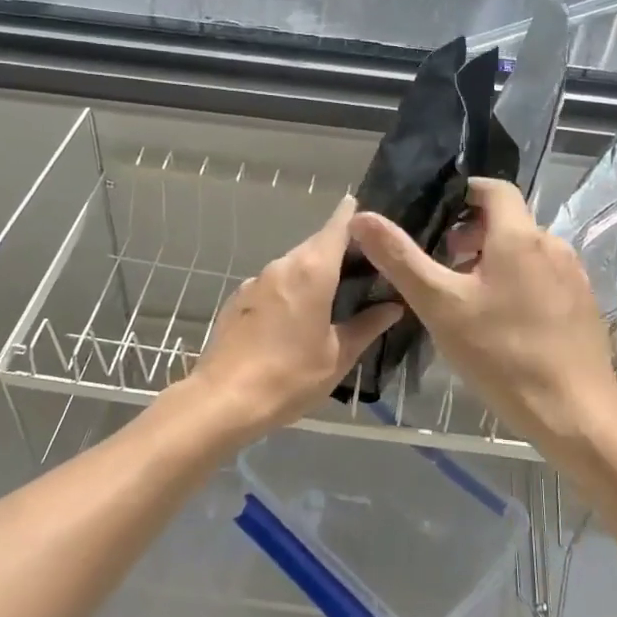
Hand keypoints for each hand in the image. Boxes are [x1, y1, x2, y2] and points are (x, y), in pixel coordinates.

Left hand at [189, 195, 400, 439]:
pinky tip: (298, 317)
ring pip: (294, 264)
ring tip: (336, 295)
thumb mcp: (338, 355)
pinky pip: (274, 283)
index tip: (372, 219)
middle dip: (340, 250)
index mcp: (312, 271)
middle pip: (316, 244)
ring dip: (315, 272)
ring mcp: (256, 280)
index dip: (355, 217)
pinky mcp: (239, 298)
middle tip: (366, 268)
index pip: (338, 226)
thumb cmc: (289, 376)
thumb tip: (393, 306)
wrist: (223, 400)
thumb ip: (367, 326)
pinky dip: (291, 288)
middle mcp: (283, 265)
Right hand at [349, 178, 616, 456]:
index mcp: (519, 236)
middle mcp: (552, 244)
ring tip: (466, 296)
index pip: (493, 188)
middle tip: (443, 263)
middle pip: (508, 220)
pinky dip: (518, 281)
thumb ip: (401, 259)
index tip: (435, 214)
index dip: (463, 192)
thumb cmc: (502, 355)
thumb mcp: (441, 306)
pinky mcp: (583, 303)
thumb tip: (361, 217)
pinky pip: (544, 276)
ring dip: (494, 260)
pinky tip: (502, 321)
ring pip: (525, 250)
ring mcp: (573, 275)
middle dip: (473, 232)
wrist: (575, 413)